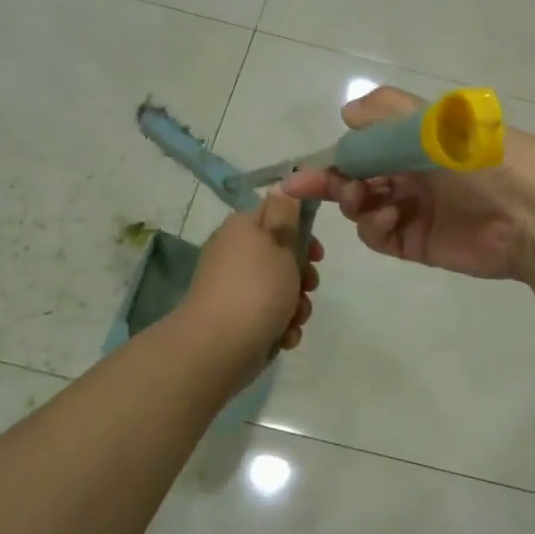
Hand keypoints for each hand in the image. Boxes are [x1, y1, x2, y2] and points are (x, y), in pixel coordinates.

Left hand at [178, 190, 322, 363]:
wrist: (217, 348)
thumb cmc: (256, 288)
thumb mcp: (279, 241)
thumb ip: (286, 213)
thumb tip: (282, 184)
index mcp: (242, 228)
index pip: (277, 214)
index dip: (302, 230)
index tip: (317, 252)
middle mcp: (236, 255)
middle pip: (282, 255)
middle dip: (303, 275)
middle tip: (309, 285)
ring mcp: (235, 289)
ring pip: (280, 289)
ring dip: (296, 304)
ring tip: (294, 318)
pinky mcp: (237, 320)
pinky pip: (269, 316)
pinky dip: (281, 325)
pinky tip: (283, 336)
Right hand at [280, 85, 534, 280]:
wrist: (530, 213)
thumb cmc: (480, 157)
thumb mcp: (437, 122)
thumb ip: (388, 114)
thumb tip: (348, 113)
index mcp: (416, 140)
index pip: (363, 146)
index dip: (333, 157)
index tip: (304, 169)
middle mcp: (412, 173)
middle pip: (358, 178)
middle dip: (334, 182)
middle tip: (312, 187)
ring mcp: (415, 208)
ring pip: (363, 208)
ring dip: (354, 203)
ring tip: (366, 201)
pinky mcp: (419, 242)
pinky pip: (380, 236)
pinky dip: (373, 228)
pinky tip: (387, 219)